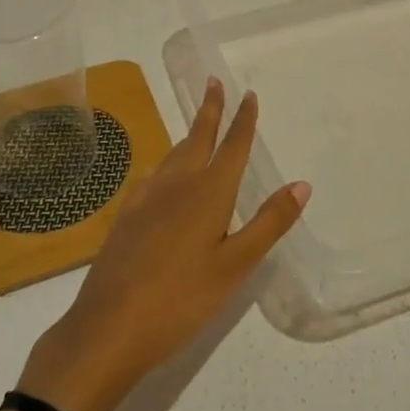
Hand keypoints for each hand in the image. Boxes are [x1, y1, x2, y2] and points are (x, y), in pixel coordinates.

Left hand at [17, 80, 309, 410]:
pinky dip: (167, 164)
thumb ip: (269, 222)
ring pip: (173, 155)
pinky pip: (153, 176)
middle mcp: (177, 184)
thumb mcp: (235, 266)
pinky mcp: (126, 216)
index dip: (243, 120)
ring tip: (198, 127)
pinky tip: (163, 177)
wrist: (108, 327)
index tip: (248, 94)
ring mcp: (146, 198)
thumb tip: (302, 184)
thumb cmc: (181, 299)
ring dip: (189, 135)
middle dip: (209, 110)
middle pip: (198, 138)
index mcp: (208, 192)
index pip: (232, 146)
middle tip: (213, 83)